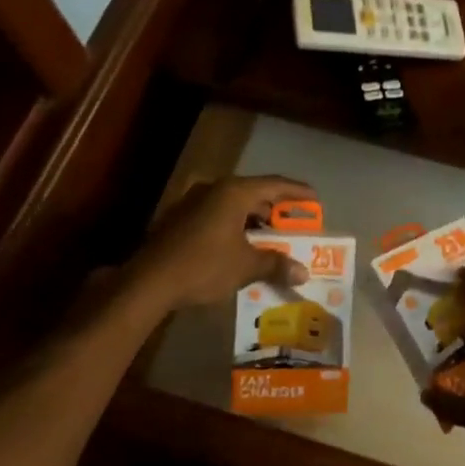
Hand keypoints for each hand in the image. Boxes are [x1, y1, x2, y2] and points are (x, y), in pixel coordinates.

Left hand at [126, 175, 317, 310]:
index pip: (275, 184)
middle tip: (294, 225)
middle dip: (276, 209)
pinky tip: (240, 246)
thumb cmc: (204, 266)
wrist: (148, 281)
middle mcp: (214, 189)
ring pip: (233, 205)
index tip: (316, 200)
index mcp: (234, 192)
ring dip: (254, 219)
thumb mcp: (245, 266)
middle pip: (254, 193)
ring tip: (270, 239)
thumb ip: (276, 264)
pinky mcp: (180, 218)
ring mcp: (193, 202)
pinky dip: (235, 226)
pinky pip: (217, 215)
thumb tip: (302, 273)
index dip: (298, 192)